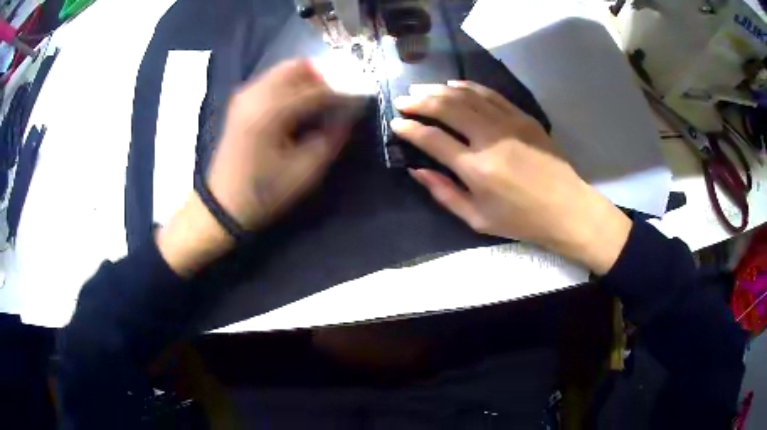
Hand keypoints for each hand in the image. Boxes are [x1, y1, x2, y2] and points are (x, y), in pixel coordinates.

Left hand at [158, 59, 359, 276]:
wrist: (223, 205)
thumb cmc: (264, 193)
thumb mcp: (305, 172)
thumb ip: (332, 138)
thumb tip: (349, 114)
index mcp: (271, 113)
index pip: (317, 90)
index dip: (343, 93)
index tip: (360, 99)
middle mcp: (256, 94)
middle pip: (298, 67)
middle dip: (324, 78)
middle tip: (337, 97)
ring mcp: (245, 95)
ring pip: (284, 70)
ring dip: (307, 80)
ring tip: (320, 102)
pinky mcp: (241, 101)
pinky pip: (272, 80)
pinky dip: (291, 85)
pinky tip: (298, 105)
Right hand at [391, 81, 630, 273]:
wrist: (565, 208)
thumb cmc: (520, 219)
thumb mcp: (477, 219)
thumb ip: (443, 193)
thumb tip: (416, 171)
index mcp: (476, 168)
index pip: (432, 139)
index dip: (410, 129)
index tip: (396, 123)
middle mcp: (489, 139)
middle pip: (447, 108)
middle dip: (420, 101)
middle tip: (403, 99)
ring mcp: (508, 123)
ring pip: (467, 96)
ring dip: (439, 90)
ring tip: (421, 88)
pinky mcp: (523, 117)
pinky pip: (490, 94)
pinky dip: (469, 87)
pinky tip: (454, 84)